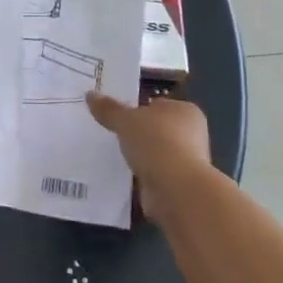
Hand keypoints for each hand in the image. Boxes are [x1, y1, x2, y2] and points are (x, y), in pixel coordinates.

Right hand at [86, 91, 210, 220]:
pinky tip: (124, 175)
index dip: (137, 108)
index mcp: (185, 111)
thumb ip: (109, 109)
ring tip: (113, 155)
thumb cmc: (156, 142)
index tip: (116, 115)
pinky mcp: (179, 184)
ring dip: (140, 156)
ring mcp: (187, 161)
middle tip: (111, 134)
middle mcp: (192, 134)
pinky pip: (154, 174)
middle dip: (138, 133)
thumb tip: (90, 94)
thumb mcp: (125, 120)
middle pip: (157, 129)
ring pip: (156, 152)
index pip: (157, 104)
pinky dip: (141, 175)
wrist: (175, 189)